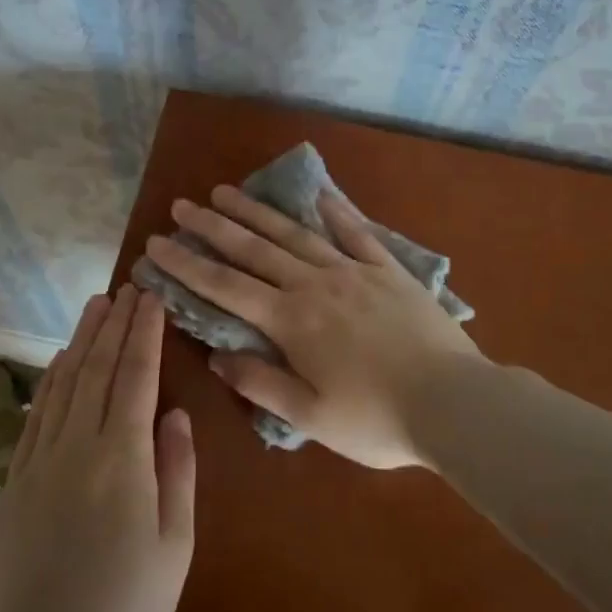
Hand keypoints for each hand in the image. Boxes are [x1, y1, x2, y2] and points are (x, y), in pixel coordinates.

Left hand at [0, 286, 195, 611]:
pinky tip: (57, 362)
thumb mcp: (174, 543)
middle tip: (126, 289)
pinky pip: (35, 415)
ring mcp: (40, 460)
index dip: (144, 335)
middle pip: (97, 370)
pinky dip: (49, 381)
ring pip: (64, 384)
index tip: (150, 300)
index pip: (136, 378)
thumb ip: (176, 472)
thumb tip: (176, 416)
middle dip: (114, 325)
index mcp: (123, 458)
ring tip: (94, 307)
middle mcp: (79, 446)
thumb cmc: (127, 603)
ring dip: (81, 341)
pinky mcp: (15, 480)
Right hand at [142, 188, 481, 469]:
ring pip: (296, 234)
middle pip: (255, 249)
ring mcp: (355, 272)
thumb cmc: (376, 419)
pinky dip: (335, 212)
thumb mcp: (310, 416)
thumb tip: (217, 356)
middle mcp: (315, 285)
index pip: (225, 287)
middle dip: (214, 227)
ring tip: (228, 192)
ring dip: (259, 212)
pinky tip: (317, 195)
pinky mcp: (390, 271)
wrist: (454, 403)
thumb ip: (261, 383)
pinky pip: (357, 234)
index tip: (157, 243)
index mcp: (291, 322)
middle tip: (182, 205)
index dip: (187, 265)